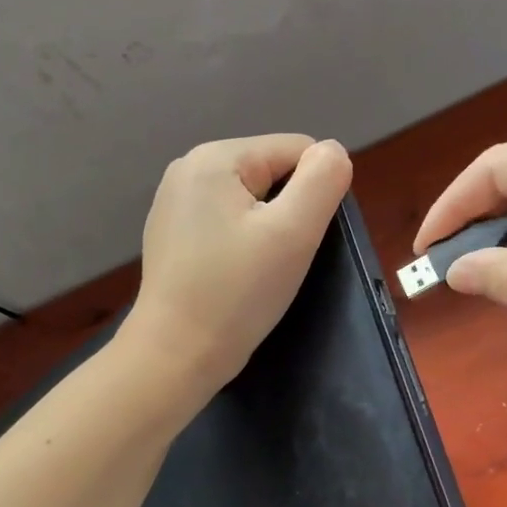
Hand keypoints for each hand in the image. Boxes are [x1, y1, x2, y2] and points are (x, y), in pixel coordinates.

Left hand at [124, 134, 352, 396]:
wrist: (176, 355)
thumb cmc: (238, 293)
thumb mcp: (293, 232)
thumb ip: (322, 180)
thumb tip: (333, 151)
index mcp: (216, 156)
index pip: (297, 150)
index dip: (315, 194)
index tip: (298, 240)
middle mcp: (189, 167)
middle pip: (273, 172)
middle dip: (289, 211)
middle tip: (279, 259)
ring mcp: (176, 201)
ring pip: (253, 199)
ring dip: (268, 229)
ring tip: (258, 269)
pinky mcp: (172, 233)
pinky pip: (228, 221)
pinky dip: (243, 243)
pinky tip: (235, 275)